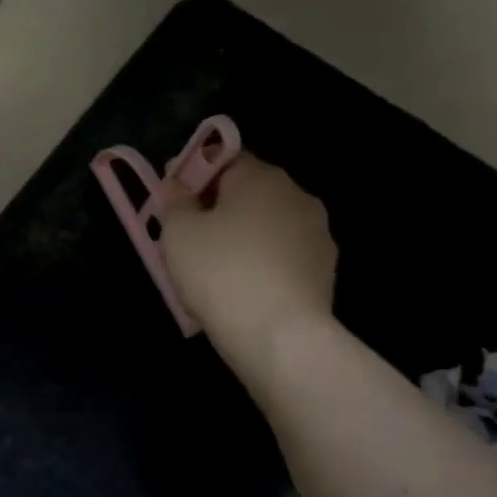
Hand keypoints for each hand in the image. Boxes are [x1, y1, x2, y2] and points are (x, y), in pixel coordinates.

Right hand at [159, 154, 337, 358]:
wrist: (281, 338)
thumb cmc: (222, 273)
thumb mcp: (178, 233)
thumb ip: (174, 202)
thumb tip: (175, 185)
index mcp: (262, 176)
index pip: (224, 159)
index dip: (194, 175)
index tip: (172, 200)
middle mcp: (296, 196)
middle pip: (248, 193)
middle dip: (218, 209)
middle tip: (186, 238)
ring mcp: (317, 235)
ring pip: (266, 227)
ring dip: (242, 238)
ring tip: (213, 272)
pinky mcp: (325, 272)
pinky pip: (282, 258)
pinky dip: (261, 266)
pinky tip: (241, 292)